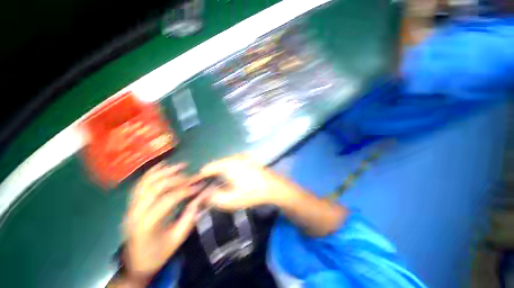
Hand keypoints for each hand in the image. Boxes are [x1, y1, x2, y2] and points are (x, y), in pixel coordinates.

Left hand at [123, 163, 203, 285]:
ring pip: (147, 182)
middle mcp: (136, 212)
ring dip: (165, 171)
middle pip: (157, 187)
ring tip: (181, 165)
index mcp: (147, 224)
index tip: (200, 186)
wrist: (136, 264)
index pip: (169, 199)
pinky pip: (140, 184)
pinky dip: (151, 172)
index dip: (186, 190)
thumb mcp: (177, 238)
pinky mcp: (131, 204)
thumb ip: (190, 216)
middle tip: (192, 177)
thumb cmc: (157, 254)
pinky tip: (162, 165)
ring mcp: (131, 206)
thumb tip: (202, 197)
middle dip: (178, 179)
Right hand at [199, 154, 289, 210]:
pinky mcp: (247, 159)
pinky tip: (232, 178)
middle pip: (216, 165)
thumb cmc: (252, 193)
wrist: (273, 186)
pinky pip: (233, 163)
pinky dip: (228, 169)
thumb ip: (213, 198)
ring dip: (220, 172)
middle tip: (208, 187)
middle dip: (210, 175)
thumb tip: (204, 194)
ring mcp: (242, 156)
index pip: (207, 168)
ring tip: (219, 184)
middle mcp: (233, 157)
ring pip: (224, 163)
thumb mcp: (230, 200)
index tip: (196, 186)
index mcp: (227, 164)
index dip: (200, 177)